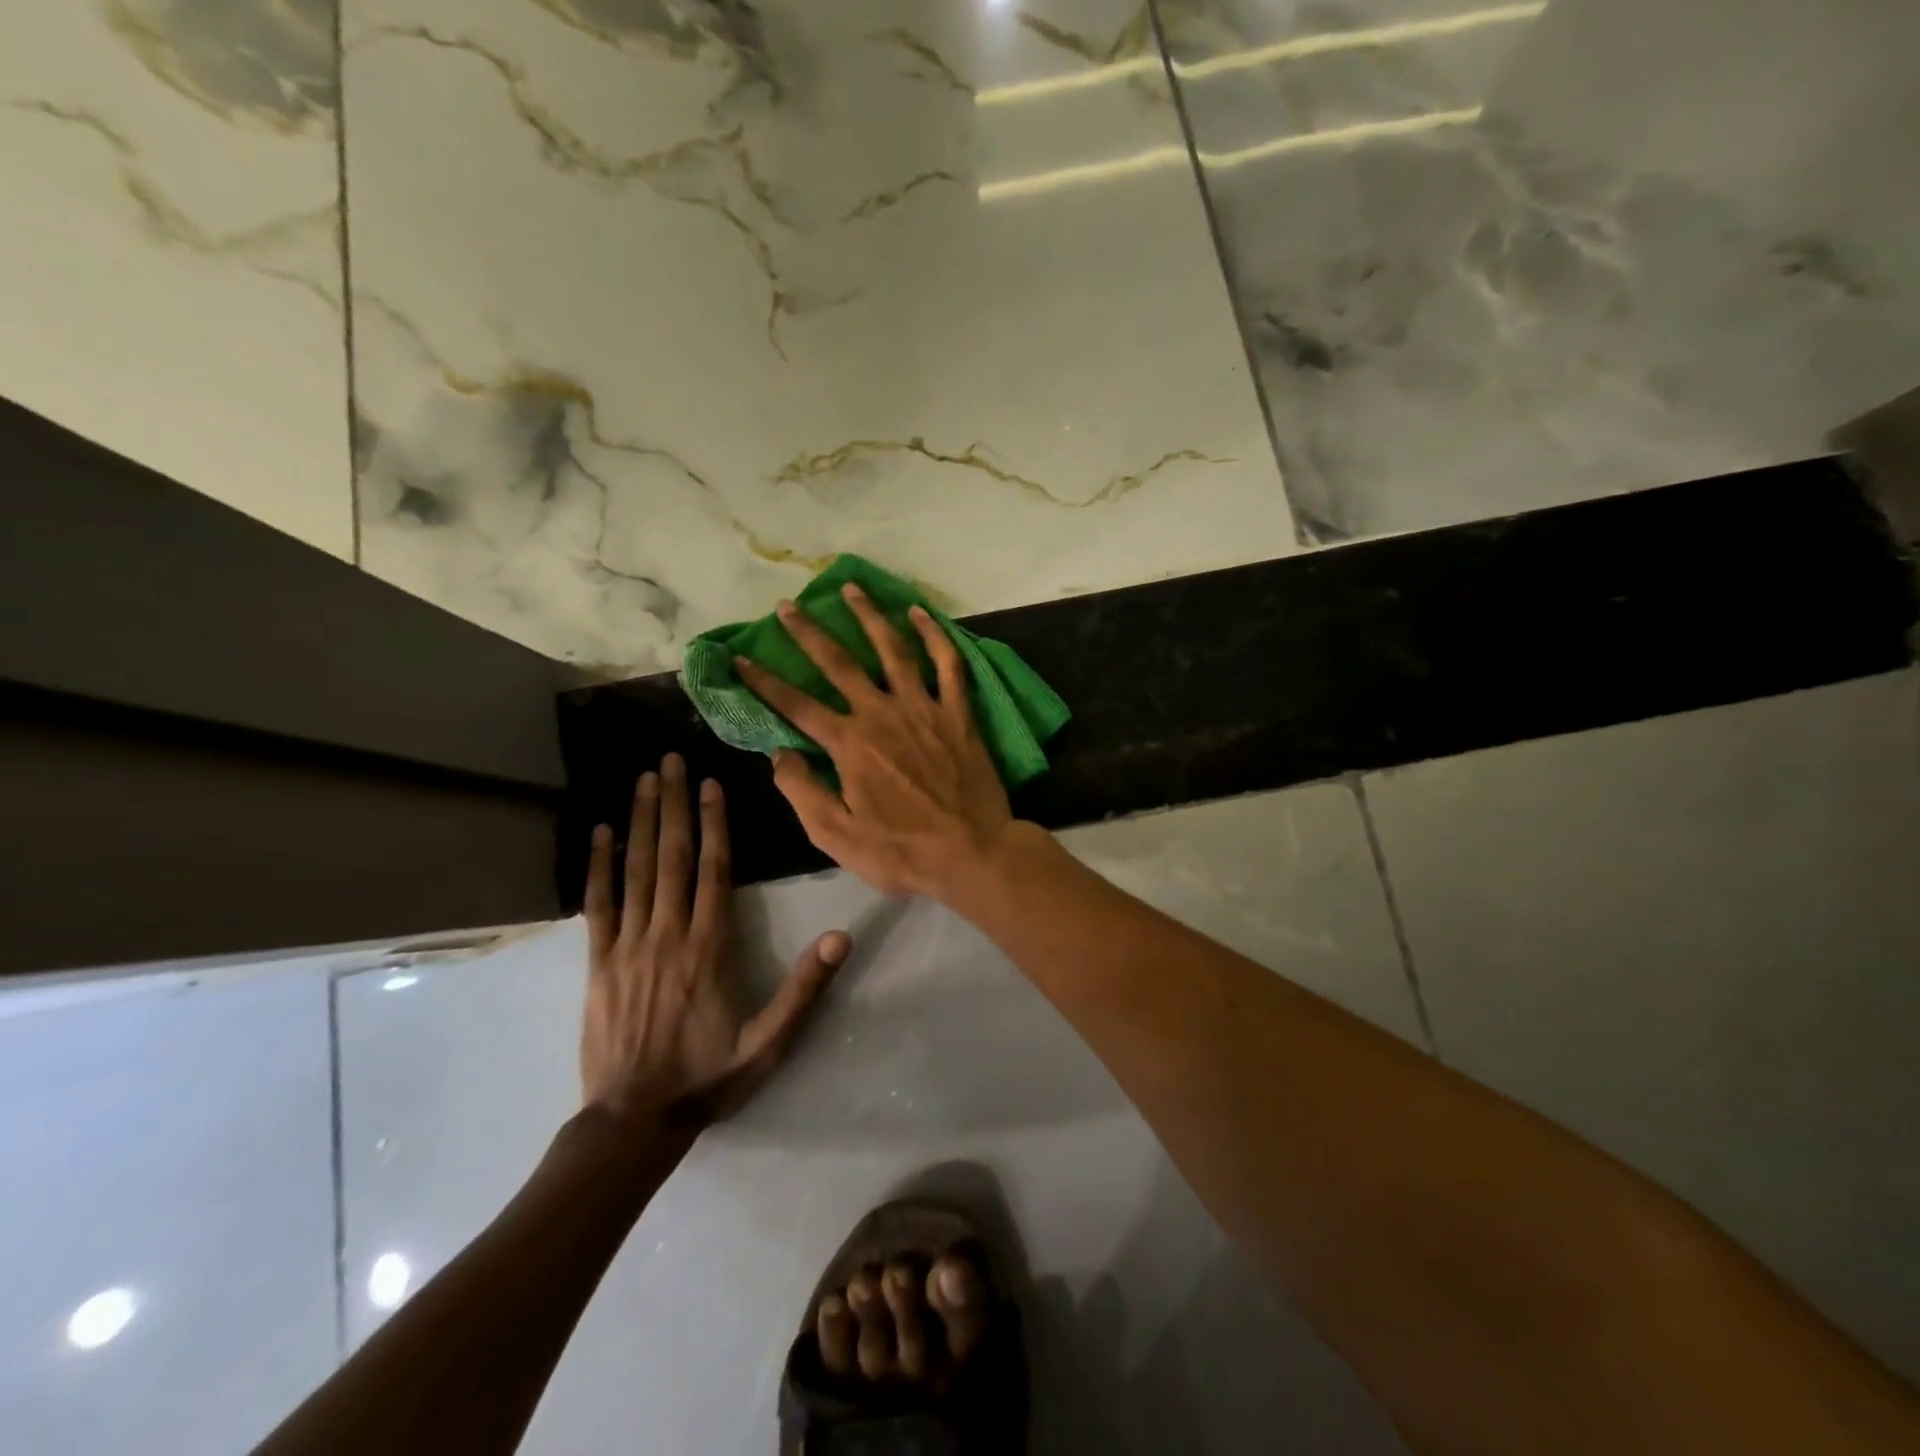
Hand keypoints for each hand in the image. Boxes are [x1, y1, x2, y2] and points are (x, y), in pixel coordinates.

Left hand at [581, 753, 849, 1125]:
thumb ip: (805, 988)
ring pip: (635, 871)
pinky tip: (600, 833)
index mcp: (710, 947)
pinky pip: (598, 905)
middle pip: (672, 857)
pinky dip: (598, 866)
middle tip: (671, 760)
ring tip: (644, 780)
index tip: (711, 785)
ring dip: (640, 822)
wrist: (634, 1121)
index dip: (714, 824)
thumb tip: (842, 937)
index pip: (714, 870)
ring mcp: (629, 945)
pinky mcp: (598, 962)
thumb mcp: (770, 1042)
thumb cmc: (709, 1077)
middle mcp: (668, 933)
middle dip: (673, 804)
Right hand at [733, 584, 1019, 900]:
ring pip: (893, 649)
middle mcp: (882, 713)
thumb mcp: (837, 836)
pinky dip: (935, 636)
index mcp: (849, 744)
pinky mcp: (958, 712)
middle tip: (787, 605)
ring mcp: (923, 708)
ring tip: (851, 588)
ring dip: (869, 616)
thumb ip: (803, 792)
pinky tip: (920, 614)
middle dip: (809, 632)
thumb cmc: (902, 851)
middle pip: (839, 663)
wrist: (972, 852)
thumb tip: (779, 754)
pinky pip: (948, 664)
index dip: (764, 682)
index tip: (739, 658)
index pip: (796, 705)